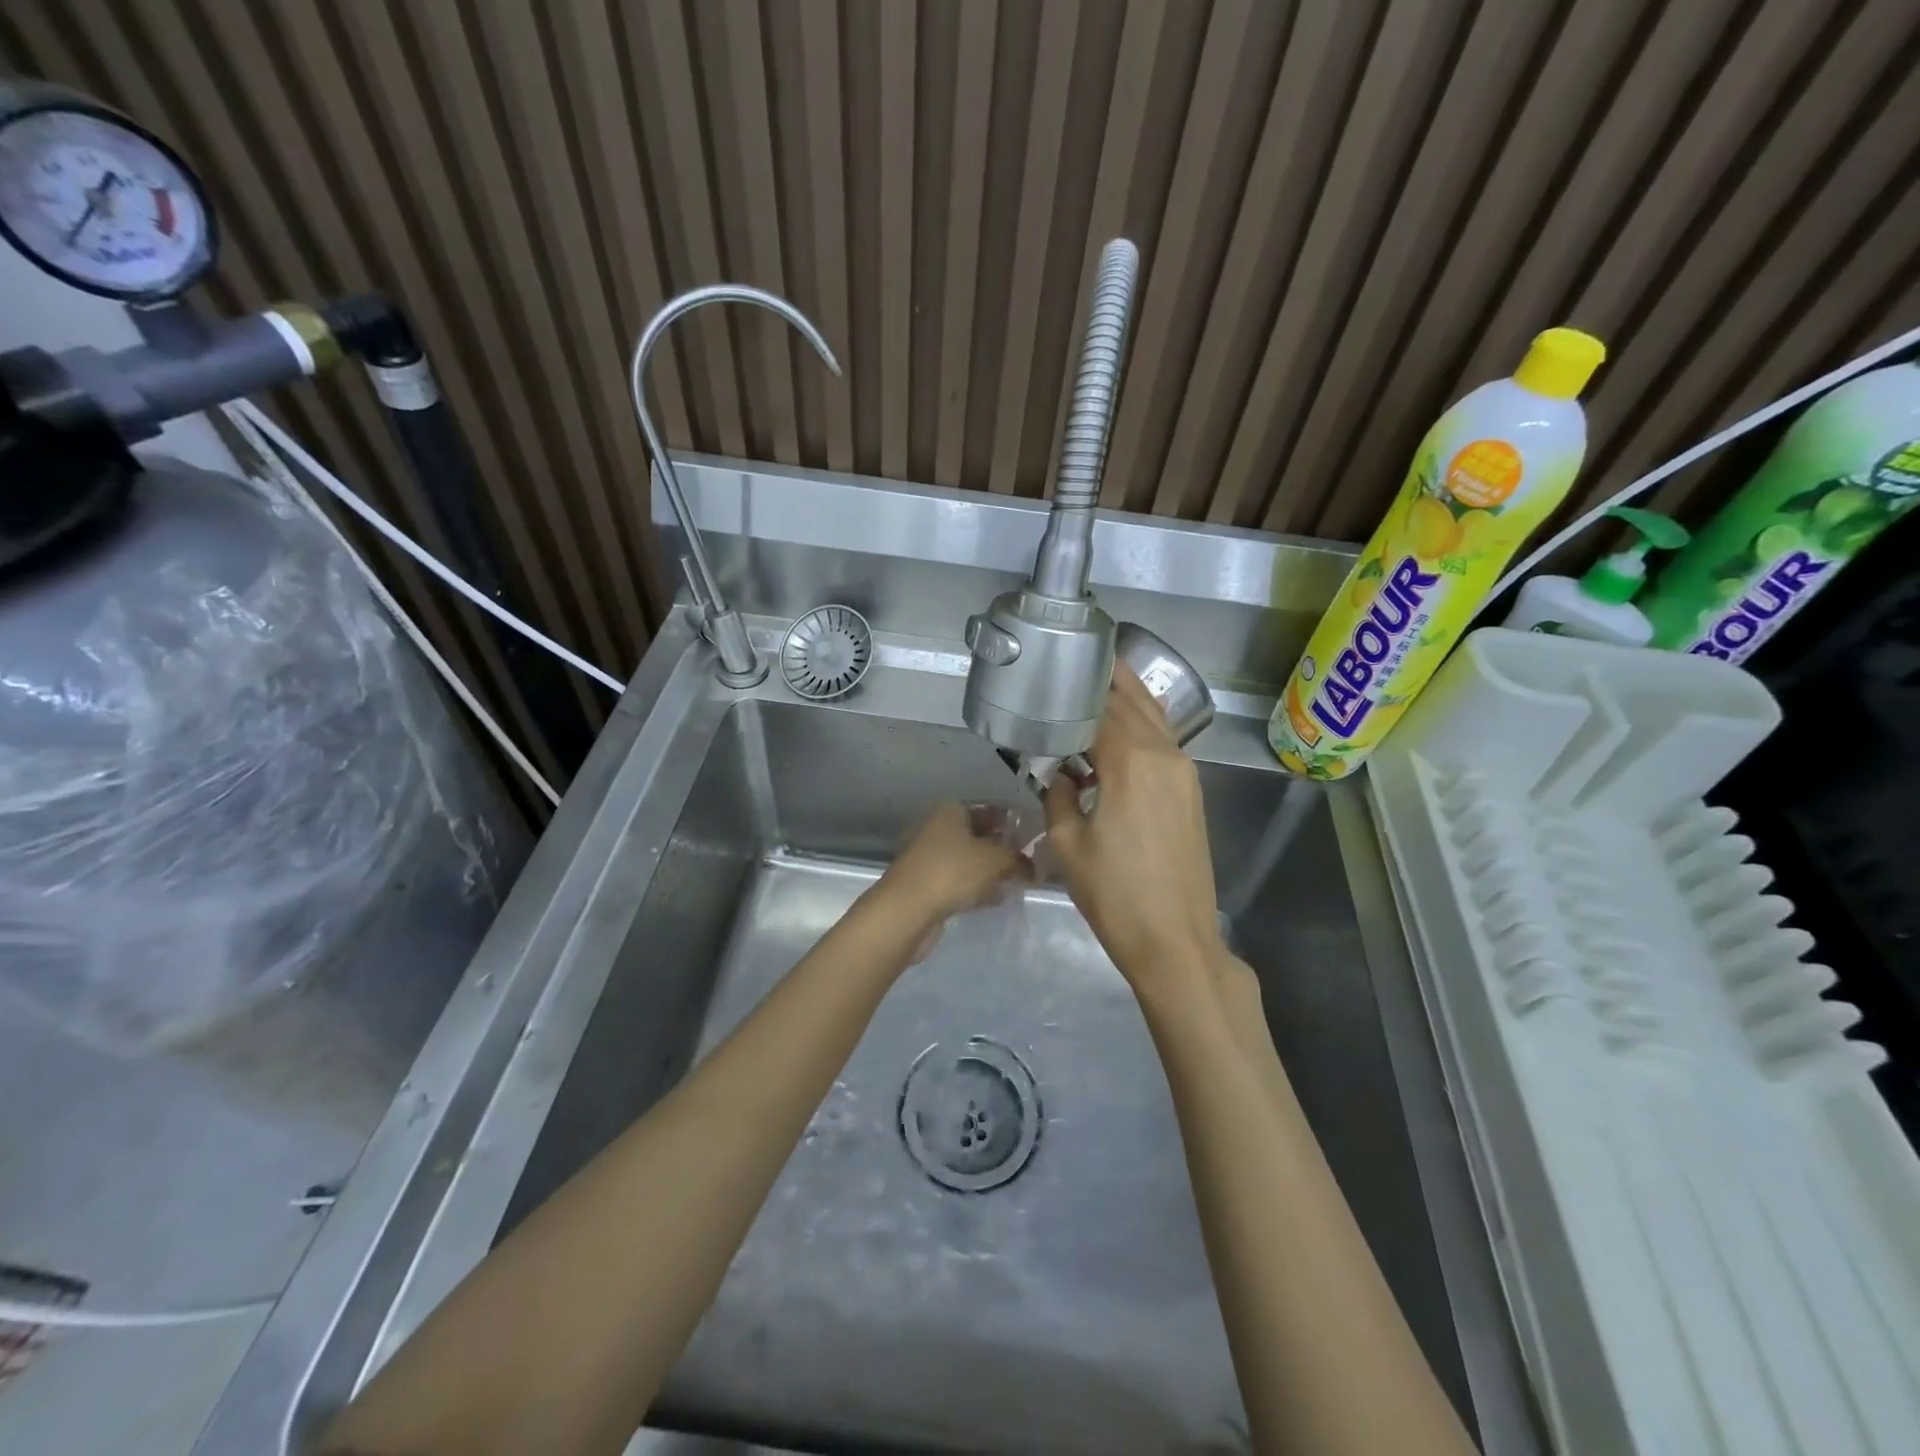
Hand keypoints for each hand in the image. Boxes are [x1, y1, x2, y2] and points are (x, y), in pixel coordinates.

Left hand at [876, 801, 1032, 940]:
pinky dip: (976, 886)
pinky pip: (958, 880)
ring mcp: (927, 856)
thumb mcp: (997, 860)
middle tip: (1029, 863)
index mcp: (950, 810)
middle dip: (1002, 847)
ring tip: (1016, 882)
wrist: (907, 910)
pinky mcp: (924, 883)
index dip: (1012, 822)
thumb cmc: (953, 871)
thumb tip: (1034, 868)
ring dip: (990, 870)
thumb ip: (1019, 861)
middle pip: (977, 834)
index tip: (1033, 838)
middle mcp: (936, 827)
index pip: (989, 809)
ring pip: (968, 859)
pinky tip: (996, 898)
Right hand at [1045, 667, 1227, 1002]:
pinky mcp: (1191, 791)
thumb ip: (1058, 795)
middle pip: (1134, 702)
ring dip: (1129, 698)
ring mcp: (1185, 772)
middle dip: (1107, 680)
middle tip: (1077, 663)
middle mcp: (1164, 755)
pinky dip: (1142, 726)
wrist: (1175, 940)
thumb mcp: (1067, 844)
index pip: (1101, 708)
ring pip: (1155, 718)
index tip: (1053, 676)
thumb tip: (1061, 774)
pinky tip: (1119, 731)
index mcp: (1131, 761)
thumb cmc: (1114, 894)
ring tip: (1099, 682)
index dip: (1076, 691)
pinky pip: (1164, 742)